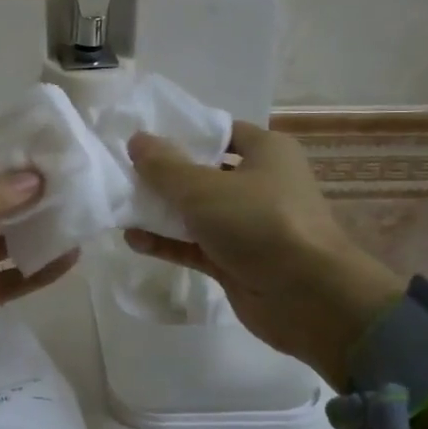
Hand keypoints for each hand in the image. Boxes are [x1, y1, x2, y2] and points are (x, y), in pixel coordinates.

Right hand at [125, 121, 403, 377]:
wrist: (307, 297)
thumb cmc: (259, 223)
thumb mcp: (203, 188)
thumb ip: (164, 165)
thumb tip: (136, 139)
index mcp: (266, 152)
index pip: (221, 132)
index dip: (184, 133)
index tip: (144, 139)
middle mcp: (260, 183)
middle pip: (204, 172)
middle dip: (165, 175)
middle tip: (123, 173)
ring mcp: (248, 225)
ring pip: (197, 212)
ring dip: (162, 211)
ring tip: (121, 208)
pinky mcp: (236, 260)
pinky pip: (195, 245)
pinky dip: (168, 242)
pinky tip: (133, 241)